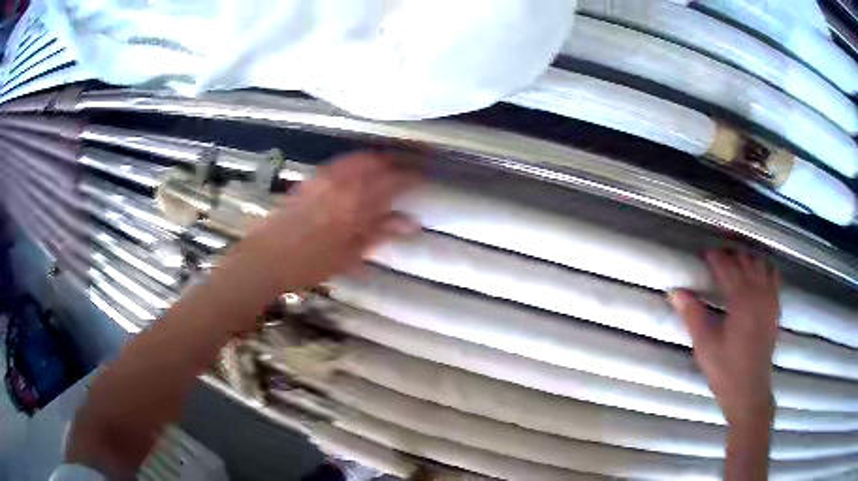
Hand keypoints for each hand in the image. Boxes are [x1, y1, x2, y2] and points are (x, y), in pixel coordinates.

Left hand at [225, 151, 419, 295]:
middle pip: (378, 162)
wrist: (266, 258)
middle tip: (413, 165)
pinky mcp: (311, 179)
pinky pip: (340, 162)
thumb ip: (381, 233)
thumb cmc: (310, 264)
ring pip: (359, 158)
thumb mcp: (350, 254)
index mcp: (356, 204)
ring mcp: (325, 178)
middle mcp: (342, 184)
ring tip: (391, 163)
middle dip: (398, 160)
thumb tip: (413, 222)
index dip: (412, 175)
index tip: (425, 175)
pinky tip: (360, 167)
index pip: (393, 181)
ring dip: (379, 157)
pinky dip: (356, 160)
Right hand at [668, 250, 779, 425]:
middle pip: (745, 260)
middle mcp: (758, 293)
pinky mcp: (775, 307)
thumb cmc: (725, 370)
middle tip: (716, 254)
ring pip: (761, 264)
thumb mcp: (705, 345)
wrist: (750, 391)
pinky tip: (757, 272)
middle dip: (730, 252)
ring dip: (747, 256)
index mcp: (741, 300)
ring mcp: (770, 299)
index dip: (714, 257)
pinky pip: (773, 276)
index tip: (702, 252)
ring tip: (735, 258)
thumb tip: (675, 291)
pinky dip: (764, 267)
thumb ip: (692, 315)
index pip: (727, 267)